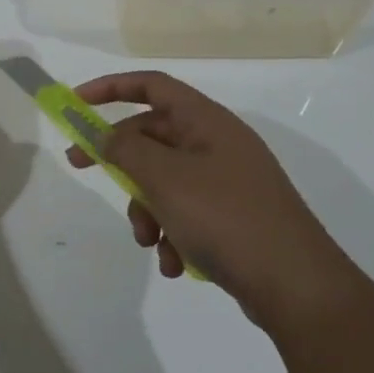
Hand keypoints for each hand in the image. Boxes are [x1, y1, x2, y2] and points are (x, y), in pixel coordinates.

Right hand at [64, 71, 341, 323]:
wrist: (297, 286)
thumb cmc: (226, 219)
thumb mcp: (164, 179)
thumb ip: (126, 149)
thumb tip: (105, 135)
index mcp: (206, 122)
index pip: (152, 86)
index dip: (111, 87)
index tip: (76, 103)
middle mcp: (217, 144)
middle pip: (153, 136)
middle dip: (121, 162)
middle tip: (81, 168)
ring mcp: (227, 181)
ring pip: (164, 181)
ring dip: (147, 210)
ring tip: (150, 241)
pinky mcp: (232, 217)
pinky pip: (185, 213)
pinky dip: (172, 234)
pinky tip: (176, 264)